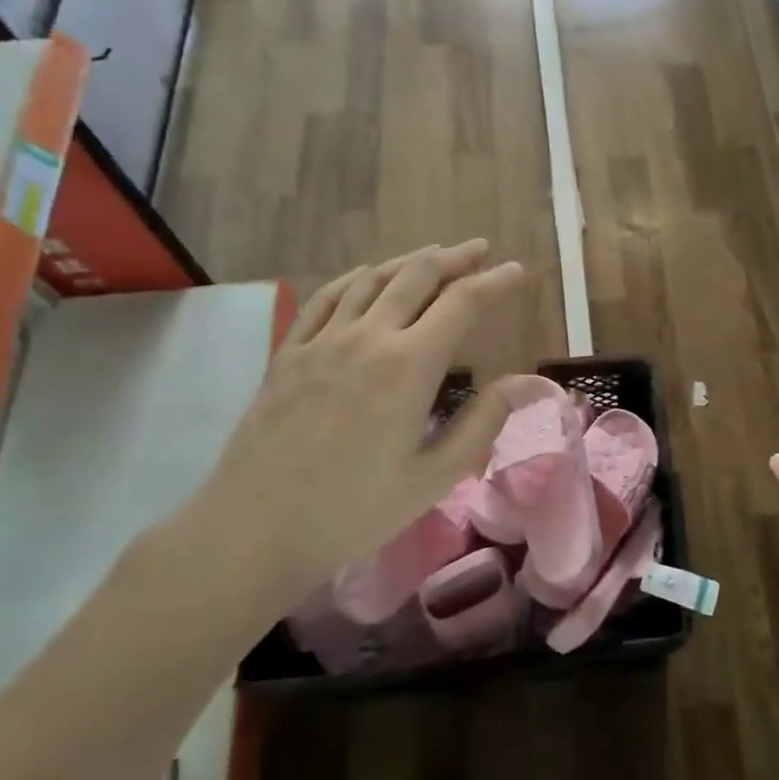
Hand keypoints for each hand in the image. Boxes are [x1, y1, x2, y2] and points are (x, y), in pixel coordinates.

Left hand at [177, 241, 524, 623]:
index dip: (495, 281)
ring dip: (408, 261)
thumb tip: (524, 383)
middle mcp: (367, 337)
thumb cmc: (353, 510)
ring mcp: (321, 341)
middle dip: (454, 258)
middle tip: (479, 250)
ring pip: (371, 279)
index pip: (462, 303)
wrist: (254, 530)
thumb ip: (482, 423)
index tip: (517, 270)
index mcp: (409, 366)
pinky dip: (353, 278)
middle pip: (416, 277)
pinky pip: (324, 298)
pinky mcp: (288, 354)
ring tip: (432, 254)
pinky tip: (364, 276)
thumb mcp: (433, 477)